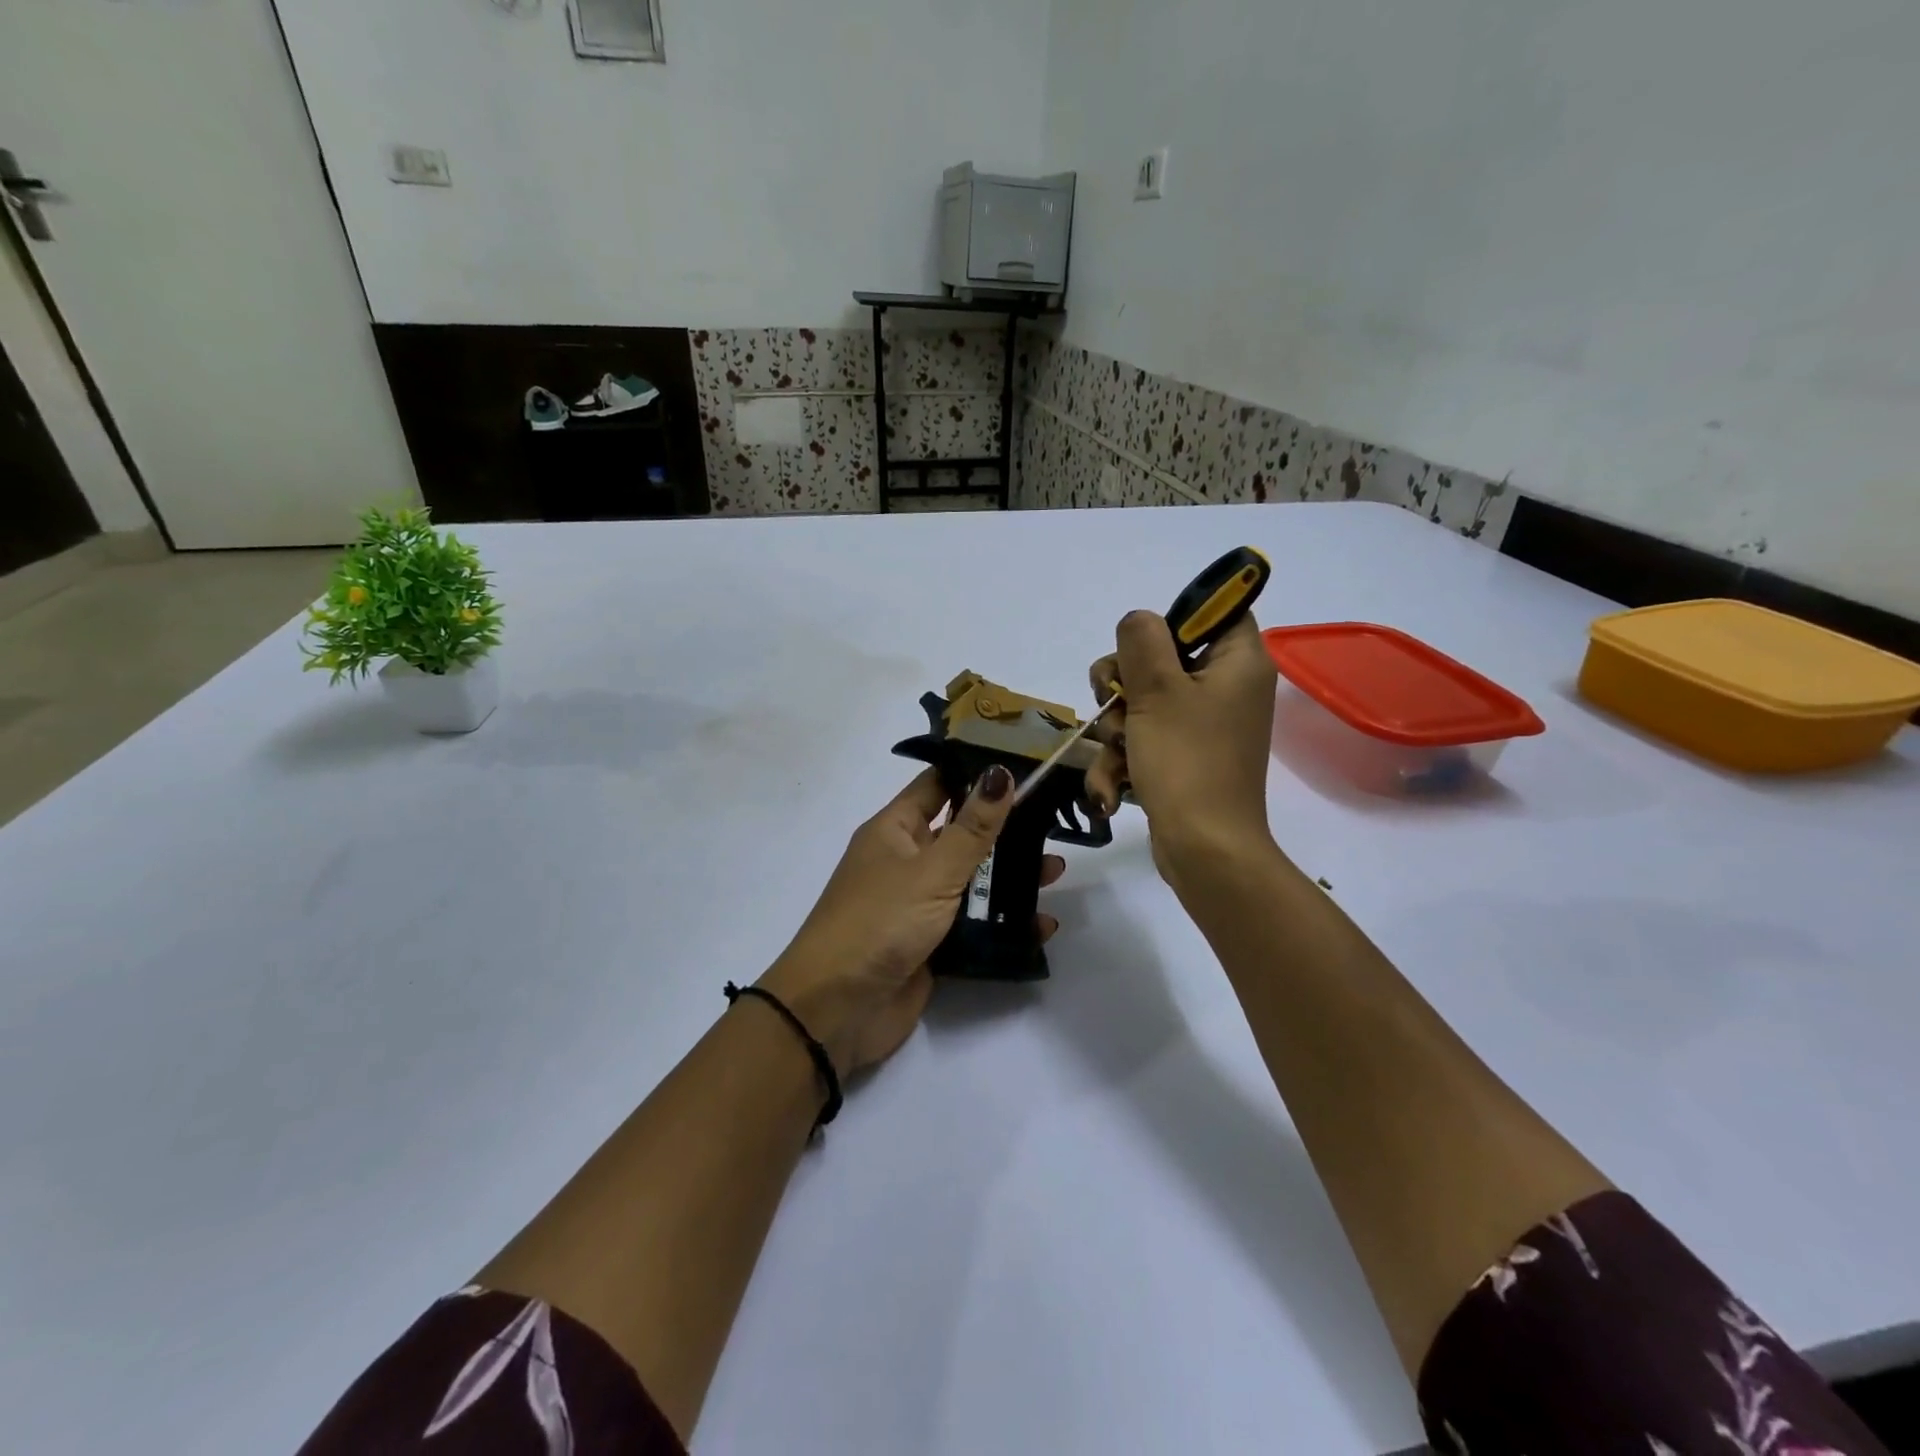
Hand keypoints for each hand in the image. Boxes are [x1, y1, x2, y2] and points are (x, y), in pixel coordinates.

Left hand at [759, 765, 1064, 1077]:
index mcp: (895, 831)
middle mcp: (906, 861)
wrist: (837, 1010)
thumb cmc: (880, 922)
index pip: (938, 785)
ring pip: (972, 882)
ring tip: (1055, 873)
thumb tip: (1000, 773)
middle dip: (1005, 830)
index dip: (975, 773)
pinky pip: (974, 925)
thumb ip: (972, 828)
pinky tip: (1042, 925)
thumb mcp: (932, 870)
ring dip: (1010, 878)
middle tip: (1053, 823)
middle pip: (961, 835)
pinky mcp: (931, 945)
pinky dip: (1004, 924)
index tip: (1025, 764)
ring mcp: (918, 905)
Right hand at [1084, 612, 1278, 884]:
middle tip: (1115, 702)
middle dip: (1124, 682)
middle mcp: (1227, 688)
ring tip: (1117, 752)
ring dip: (1115, 727)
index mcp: (1239, 662)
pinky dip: (1124, 759)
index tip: (1141, 645)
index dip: (1175, 618)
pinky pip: (1146, 738)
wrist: (1204, 851)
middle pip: (1164, 656)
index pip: (1217, 610)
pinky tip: (1111, 788)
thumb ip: (1142, 640)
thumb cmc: (1187, 761)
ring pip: (1144, 701)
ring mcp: (1205, 726)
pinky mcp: (1184, 757)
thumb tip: (1138, 621)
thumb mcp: (1157, 689)